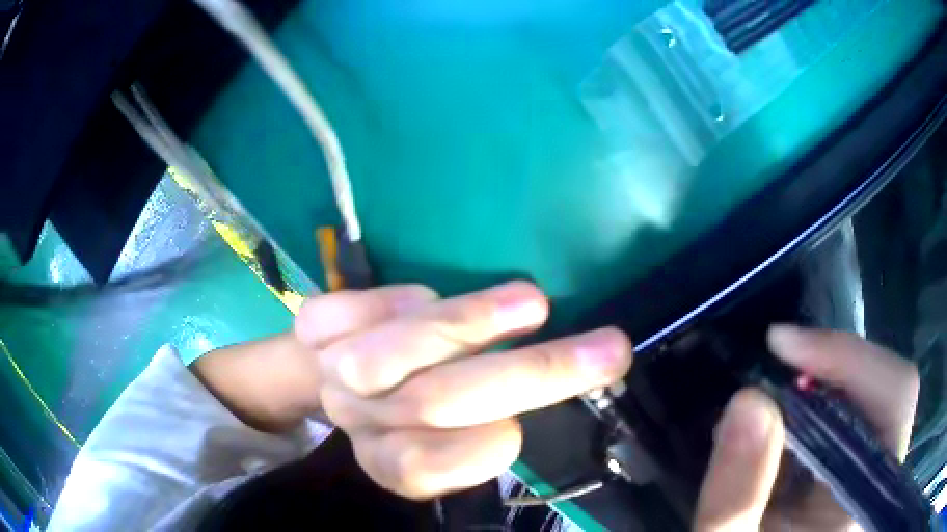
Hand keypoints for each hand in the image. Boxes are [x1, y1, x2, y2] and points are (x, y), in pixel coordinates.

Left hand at [295, 281, 631, 498]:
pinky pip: (335, 314)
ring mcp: (330, 372)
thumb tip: (536, 396)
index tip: (522, 424)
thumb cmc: (412, 401)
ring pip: (380, 358)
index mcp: (392, 460)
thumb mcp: (452, 433)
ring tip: (533, 302)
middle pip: (433, 405)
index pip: (425, 467)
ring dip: (463, 326)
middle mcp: (360, 419)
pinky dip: (385, 299)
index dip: (476, 450)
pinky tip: (420, 295)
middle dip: (531, 376)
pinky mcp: (313, 330)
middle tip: (607, 348)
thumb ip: (485, 430)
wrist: (339, 367)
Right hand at [693, 326, 919, 531]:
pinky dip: (818, 399)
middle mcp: (879, 476)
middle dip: (833, 363)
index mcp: (866, 498)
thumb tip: (749, 399)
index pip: (895, 397)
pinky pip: (853, 410)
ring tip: (773, 390)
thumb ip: (736, 495)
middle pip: (886, 383)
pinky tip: (784, 417)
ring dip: (823, 379)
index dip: (849, 356)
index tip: (782, 345)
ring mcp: (870, 470)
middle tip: (776, 359)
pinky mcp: (854, 469)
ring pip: (871, 392)